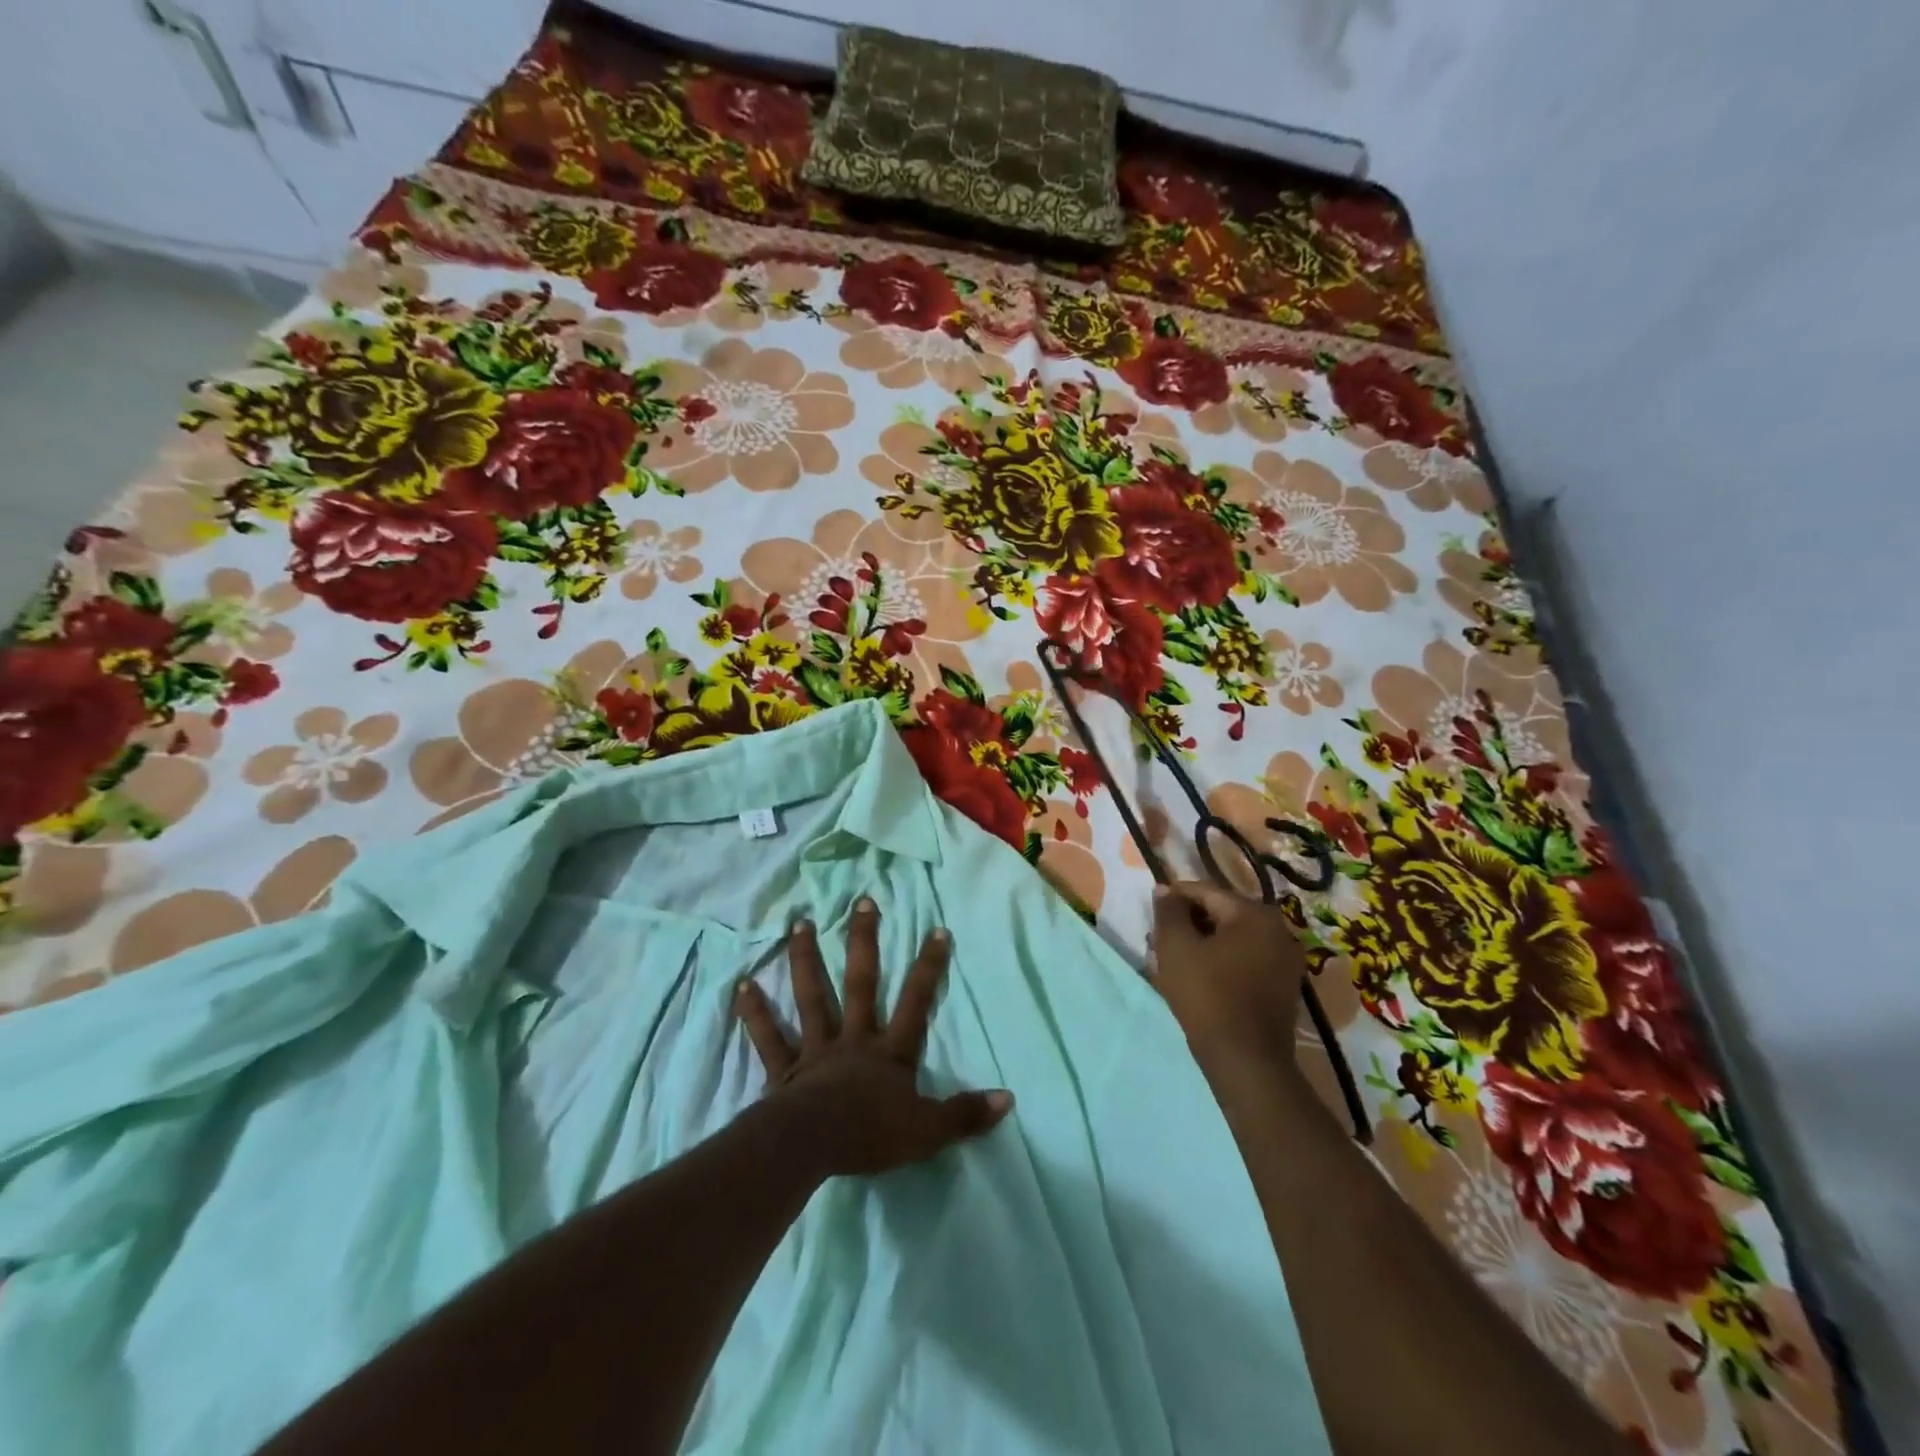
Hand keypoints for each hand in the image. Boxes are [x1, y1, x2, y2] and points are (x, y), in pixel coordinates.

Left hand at [735, 897, 1012, 1177]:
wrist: (814, 1148)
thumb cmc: (872, 1136)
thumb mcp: (928, 1131)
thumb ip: (966, 1114)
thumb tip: (1008, 1099)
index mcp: (889, 1052)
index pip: (916, 1002)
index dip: (929, 966)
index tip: (936, 929)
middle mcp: (853, 1039)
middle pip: (861, 982)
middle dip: (864, 941)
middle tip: (862, 901)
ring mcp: (816, 1049)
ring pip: (812, 996)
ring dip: (806, 959)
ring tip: (800, 923)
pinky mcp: (784, 1070)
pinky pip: (769, 1037)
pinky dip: (755, 1012)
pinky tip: (742, 985)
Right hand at [1150, 881, 1310, 1068]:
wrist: (1246, 1061)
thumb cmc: (1208, 996)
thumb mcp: (1176, 947)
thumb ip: (1169, 911)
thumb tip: (1165, 889)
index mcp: (1255, 914)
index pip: (1206, 892)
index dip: (1175, 898)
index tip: (1152, 911)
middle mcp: (1278, 930)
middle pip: (1222, 913)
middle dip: (1189, 922)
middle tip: (1160, 938)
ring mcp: (1285, 960)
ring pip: (1233, 938)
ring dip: (1203, 942)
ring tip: (1174, 958)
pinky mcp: (1284, 986)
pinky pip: (1246, 959)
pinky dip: (1222, 960)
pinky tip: (1199, 976)